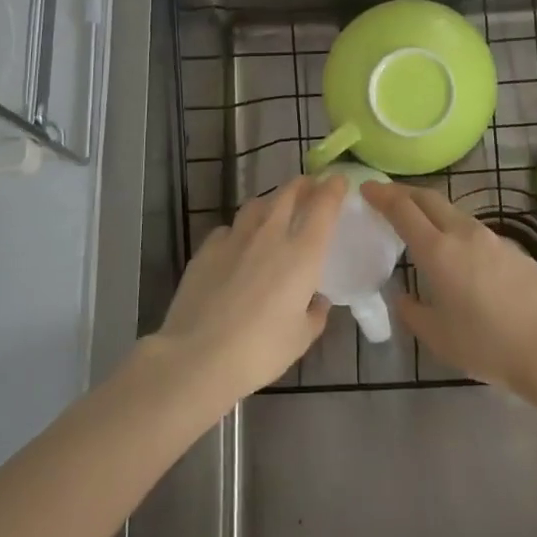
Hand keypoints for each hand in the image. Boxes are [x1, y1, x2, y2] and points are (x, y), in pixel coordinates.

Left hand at [152, 176, 346, 404]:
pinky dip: (240, 229)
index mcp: (302, 253)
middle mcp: (270, 235)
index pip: (323, 206)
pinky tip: (238, 244)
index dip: (332, 188)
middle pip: (288, 193)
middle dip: (303, 185)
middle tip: (310, 187)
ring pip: (257, 204)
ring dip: (271, 201)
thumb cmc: (260, 351)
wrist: (198, 356)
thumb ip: (315, 313)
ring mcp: (235, 238)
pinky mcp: (207, 248)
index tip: (338, 181)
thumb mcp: (300, 338)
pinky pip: (229, 228)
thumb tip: (317, 300)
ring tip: (275, 209)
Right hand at [361, 182, 536, 393]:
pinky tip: (461, 257)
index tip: (366, 188)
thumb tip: (404, 298)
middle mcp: (464, 234)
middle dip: (405, 192)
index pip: (403, 209)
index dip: (382, 195)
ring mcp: (493, 239)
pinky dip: (457, 232)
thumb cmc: (488, 345)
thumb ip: (414, 313)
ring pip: (455, 213)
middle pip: (430, 198)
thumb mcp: (439, 338)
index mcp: (438, 251)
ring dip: (432, 211)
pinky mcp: (515, 250)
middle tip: (387, 197)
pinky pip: (476, 232)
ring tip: (422, 227)